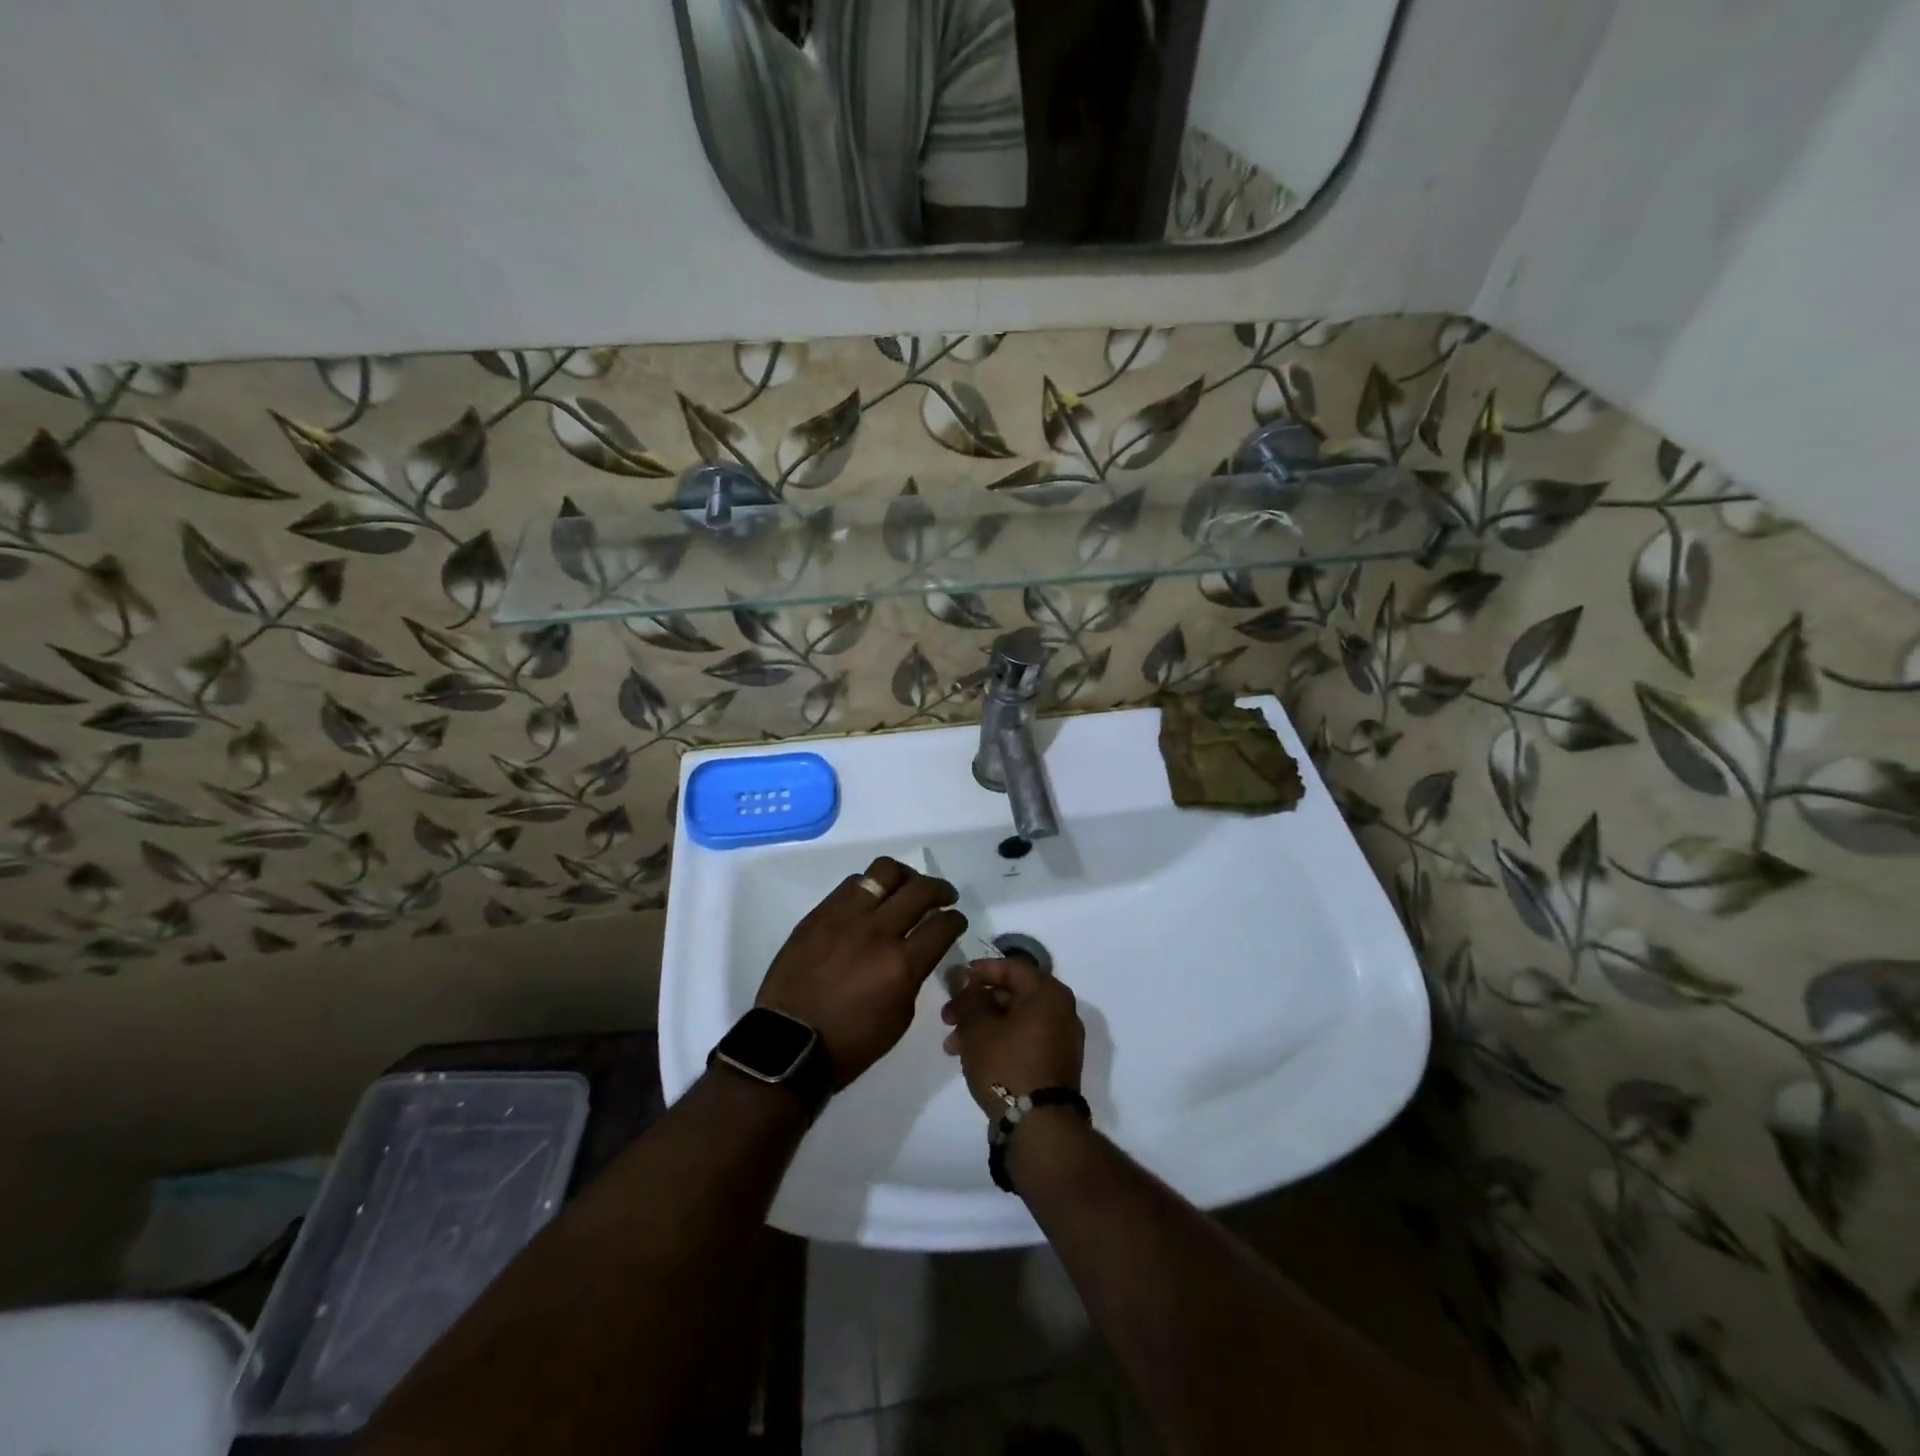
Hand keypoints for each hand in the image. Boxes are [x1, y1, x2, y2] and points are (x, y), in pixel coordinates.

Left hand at [756, 856, 965, 1090]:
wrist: (788, 1044)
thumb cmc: (850, 1043)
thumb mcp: (899, 1018)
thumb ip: (913, 976)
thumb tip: (918, 951)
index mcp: (901, 964)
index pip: (943, 925)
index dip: (956, 920)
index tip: (956, 921)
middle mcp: (877, 931)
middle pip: (920, 889)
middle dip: (940, 890)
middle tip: (943, 897)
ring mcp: (845, 917)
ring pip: (884, 871)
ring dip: (905, 877)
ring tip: (906, 888)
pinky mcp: (819, 914)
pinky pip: (852, 884)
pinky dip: (871, 886)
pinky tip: (872, 899)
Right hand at [940, 957, 1085, 1117]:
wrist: (1040, 1126)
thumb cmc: (1007, 1065)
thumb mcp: (978, 1027)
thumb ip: (968, 997)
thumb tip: (962, 975)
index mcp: (1047, 992)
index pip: (1011, 966)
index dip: (979, 971)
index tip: (954, 982)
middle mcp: (1061, 1009)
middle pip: (1012, 994)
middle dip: (976, 1004)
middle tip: (947, 1018)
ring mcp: (1061, 1038)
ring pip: (1015, 1019)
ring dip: (983, 1026)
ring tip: (953, 1047)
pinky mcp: (1057, 1063)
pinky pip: (1025, 1039)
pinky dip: (1000, 1041)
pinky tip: (973, 1057)